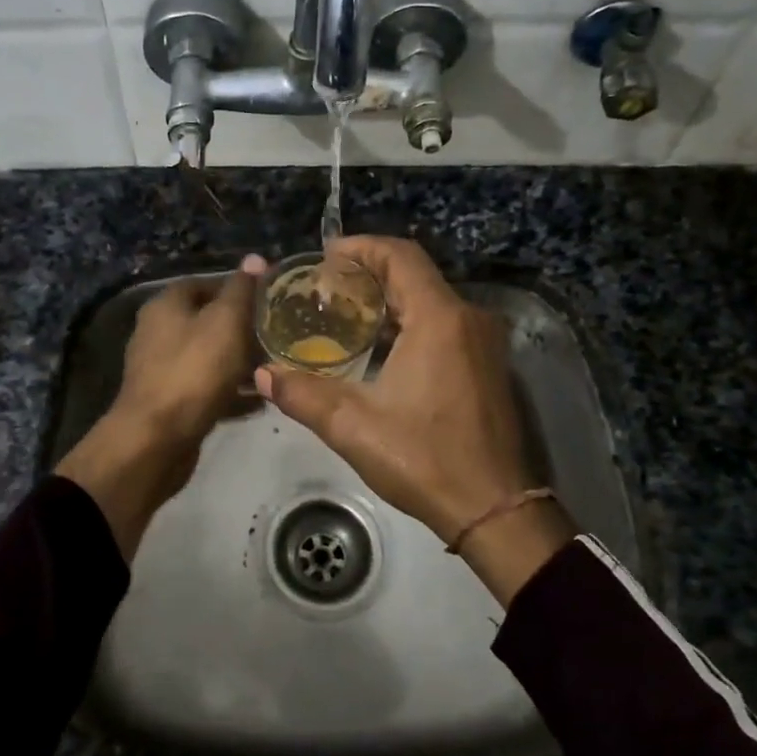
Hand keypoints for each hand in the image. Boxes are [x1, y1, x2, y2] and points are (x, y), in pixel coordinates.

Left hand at [57, 257, 264, 559]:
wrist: (156, 440)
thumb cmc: (194, 371)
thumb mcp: (226, 322)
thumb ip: (242, 290)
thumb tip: (255, 259)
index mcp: (166, 305)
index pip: (205, 283)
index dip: (239, 289)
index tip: (271, 300)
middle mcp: (157, 332)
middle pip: (207, 321)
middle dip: (242, 328)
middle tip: (278, 336)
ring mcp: (161, 369)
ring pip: (208, 357)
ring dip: (239, 362)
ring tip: (272, 368)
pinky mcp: (169, 402)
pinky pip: (205, 388)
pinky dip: (229, 391)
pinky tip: (257, 401)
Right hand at [254, 237, 574, 602]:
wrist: (496, 508)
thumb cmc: (425, 459)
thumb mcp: (354, 427)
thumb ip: (303, 394)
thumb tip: (260, 374)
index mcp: (440, 319)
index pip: (400, 257)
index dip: (362, 247)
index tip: (327, 255)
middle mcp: (468, 318)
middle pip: (416, 274)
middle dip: (370, 273)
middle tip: (327, 285)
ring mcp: (484, 342)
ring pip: (432, 299)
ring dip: (391, 299)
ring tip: (346, 312)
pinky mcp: (489, 365)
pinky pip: (445, 323)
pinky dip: (411, 321)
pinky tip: (381, 346)